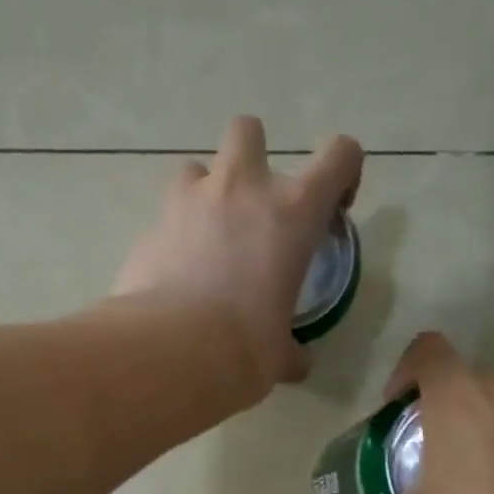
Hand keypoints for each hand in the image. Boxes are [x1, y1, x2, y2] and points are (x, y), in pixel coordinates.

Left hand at [111, 115, 362, 395]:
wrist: (171, 352)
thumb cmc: (244, 349)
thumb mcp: (280, 354)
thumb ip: (292, 350)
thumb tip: (297, 363)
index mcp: (293, 212)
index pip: (339, 155)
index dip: (344, 172)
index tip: (334, 207)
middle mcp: (241, 189)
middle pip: (248, 130)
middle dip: (254, 156)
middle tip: (253, 206)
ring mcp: (188, 202)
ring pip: (195, 168)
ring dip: (204, 193)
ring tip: (205, 238)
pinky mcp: (149, 228)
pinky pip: (164, 219)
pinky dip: (172, 238)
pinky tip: (173, 277)